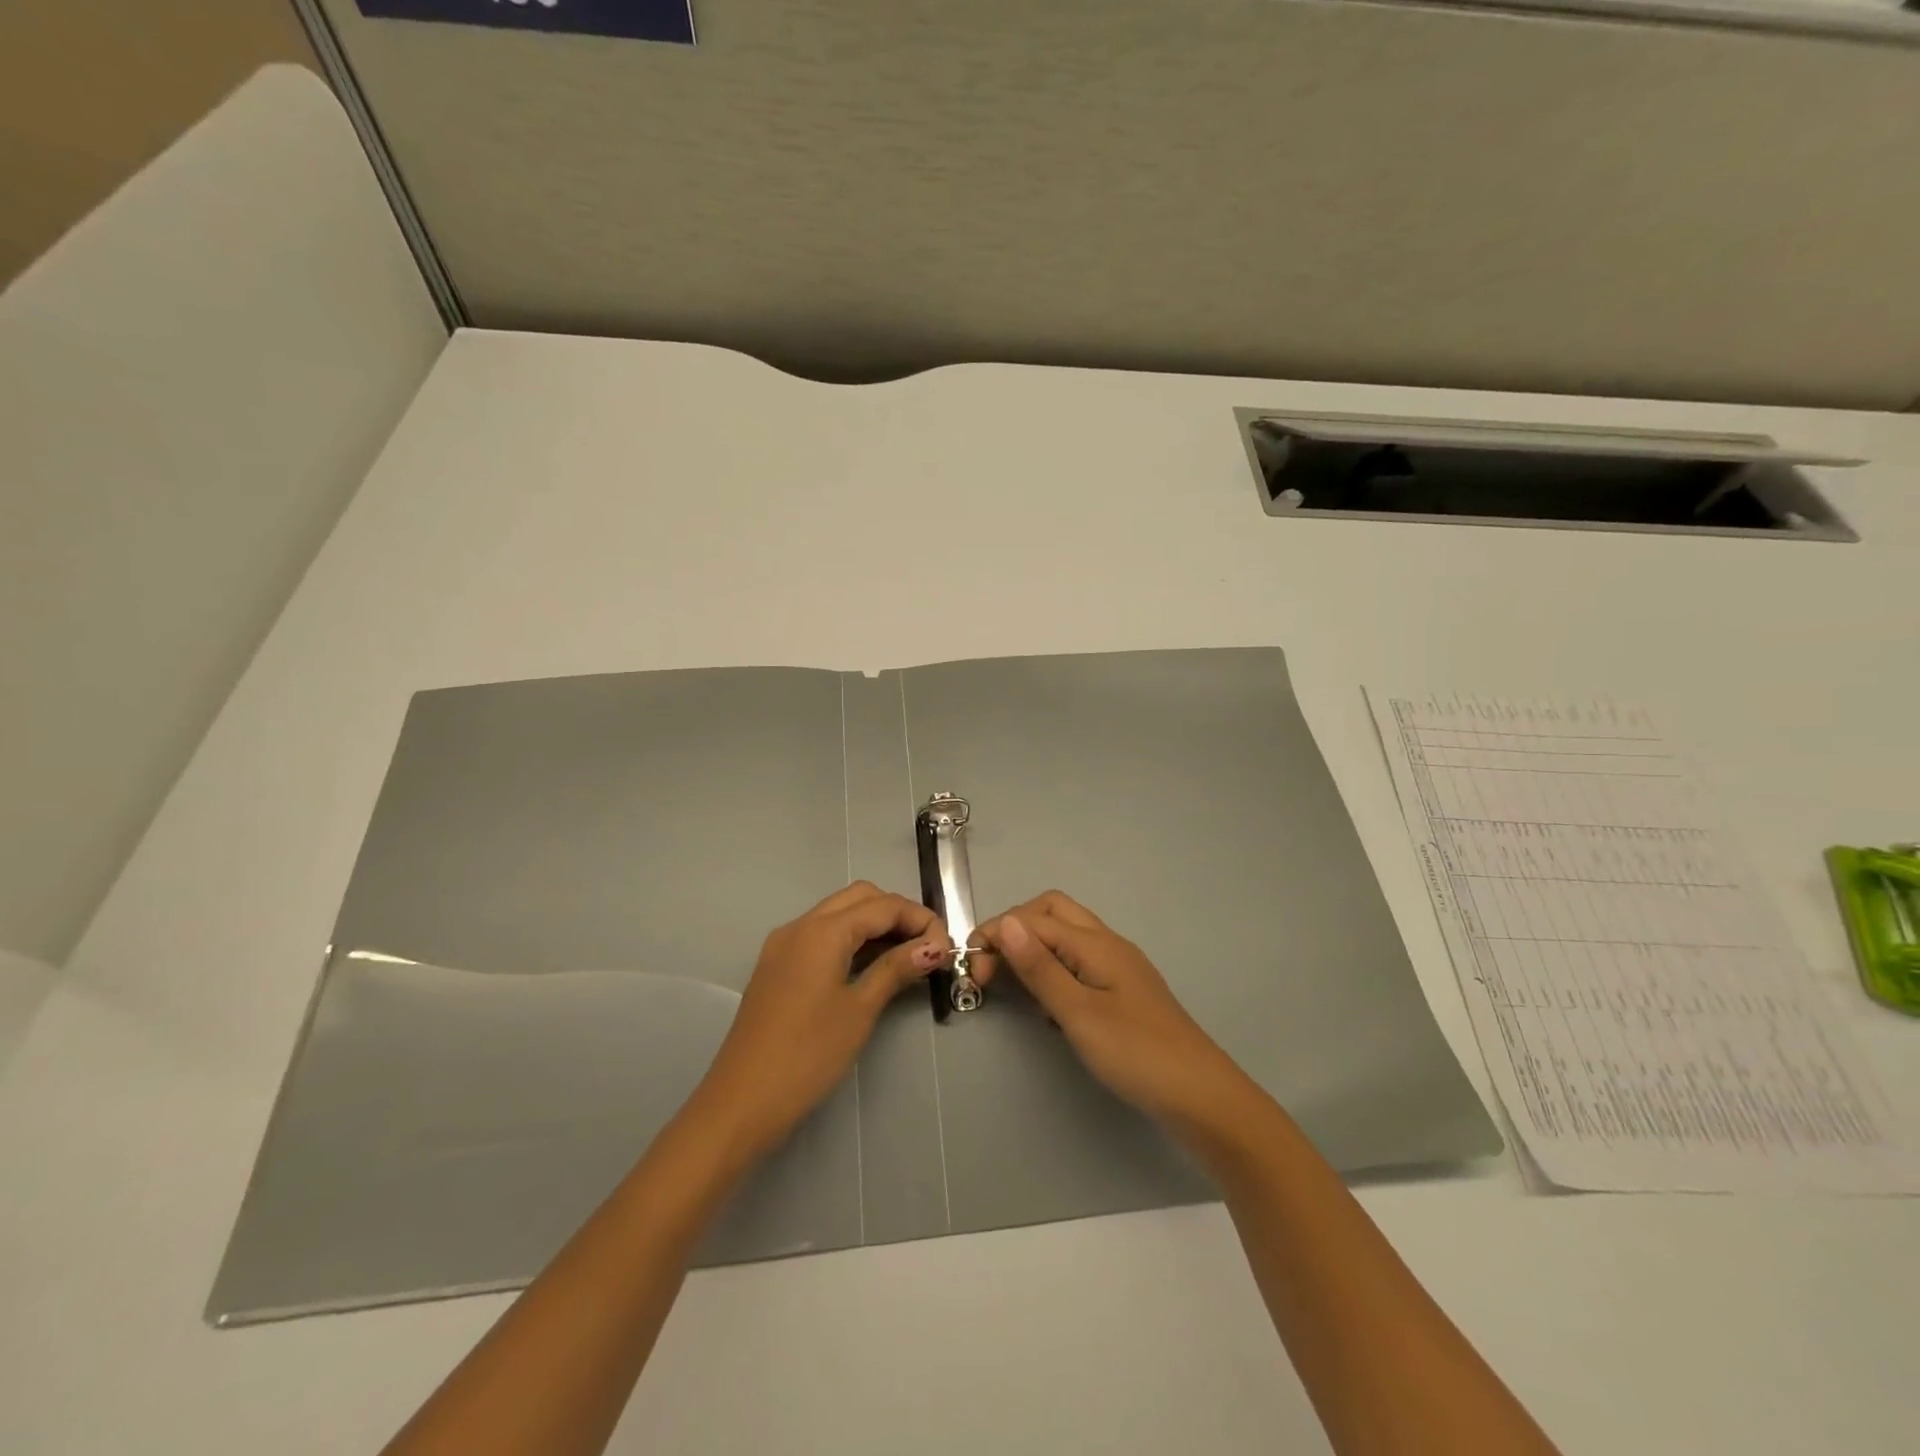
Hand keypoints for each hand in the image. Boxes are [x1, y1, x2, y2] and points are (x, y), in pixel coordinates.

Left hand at [694, 882, 948, 1157]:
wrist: (741, 1102)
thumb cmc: (807, 1055)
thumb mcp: (860, 1010)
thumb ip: (896, 969)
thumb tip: (934, 946)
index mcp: (822, 930)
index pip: (883, 905)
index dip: (920, 919)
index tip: (946, 948)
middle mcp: (800, 925)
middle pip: (860, 898)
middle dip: (898, 914)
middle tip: (926, 949)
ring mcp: (784, 945)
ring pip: (839, 914)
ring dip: (875, 925)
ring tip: (907, 958)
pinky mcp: (778, 966)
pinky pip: (822, 935)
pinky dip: (852, 940)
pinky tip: (871, 967)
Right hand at [973, 891, 1253, 1136]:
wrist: (1200, 1096)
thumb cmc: (1136, 1053)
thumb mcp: (1078, 1013)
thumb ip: (1040, 968)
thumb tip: (1005, 922)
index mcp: (1095, 943)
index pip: (1033, 919)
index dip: (997, 936)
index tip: (972, 970)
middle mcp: (1107, 943)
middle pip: (1052, 912)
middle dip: (1016, 929)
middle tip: (993, 967)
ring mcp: (1119, 965)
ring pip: (1067, 935)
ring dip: (1035, 947)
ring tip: (1015, 985)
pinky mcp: (1124, 990)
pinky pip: (1079, 961)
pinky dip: (1054, 968)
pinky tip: (1048, 1006)